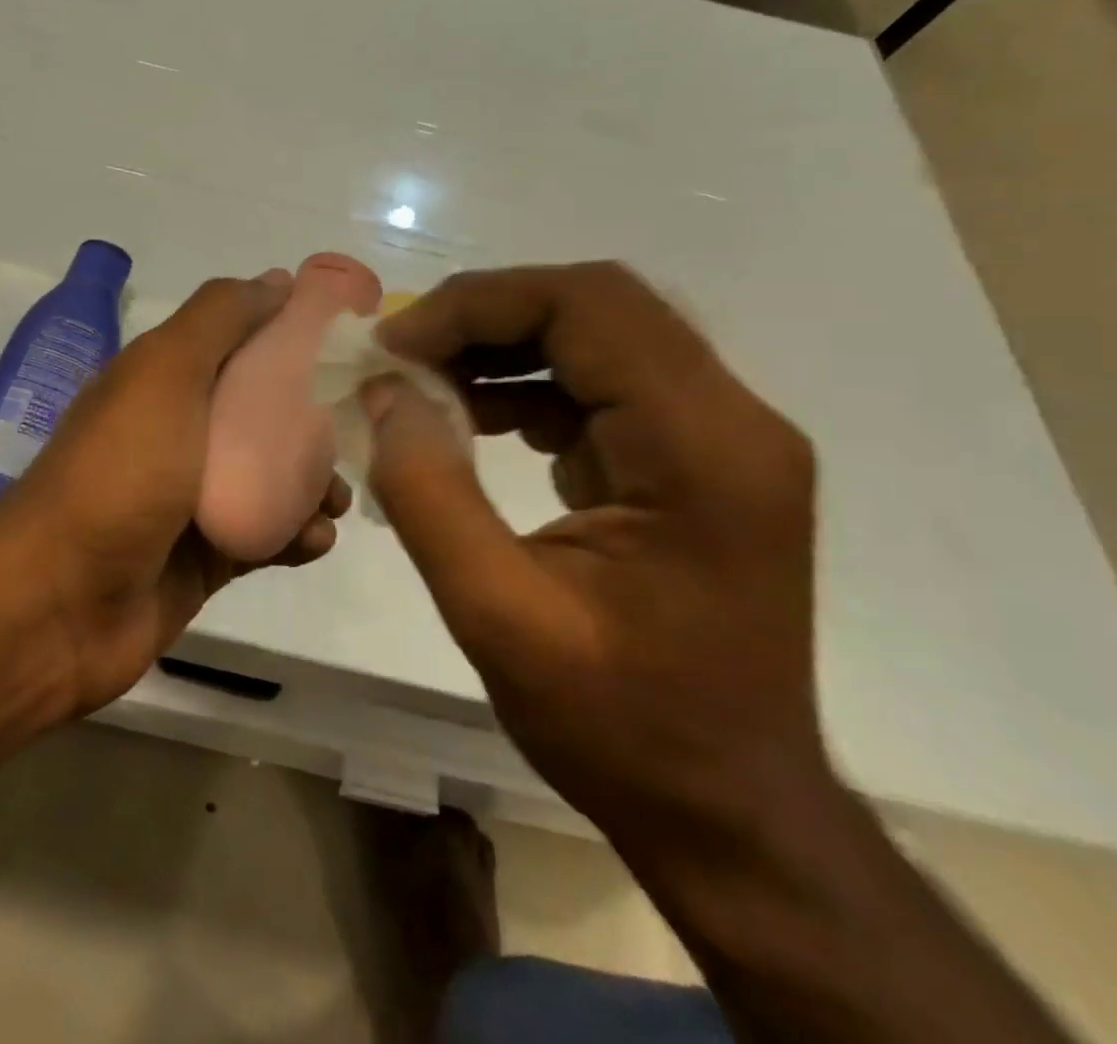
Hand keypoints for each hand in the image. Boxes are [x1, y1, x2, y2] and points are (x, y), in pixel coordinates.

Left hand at [0, 272, 350, 716]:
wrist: (61, 604)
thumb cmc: (119, 473)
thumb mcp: (164, 373)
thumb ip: (219, 319)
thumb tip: (279, 279)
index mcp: (164, 381)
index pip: (240, 343)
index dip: (291, 336)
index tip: (346, 342)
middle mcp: (179, 433)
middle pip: (264, 413)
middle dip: (314, 420)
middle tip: (353, 433)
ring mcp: (192, 498)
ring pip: (273, 478)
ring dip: (314, 484)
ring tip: (335, 501)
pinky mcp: (208, 558)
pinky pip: (267, 536)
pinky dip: (297, 536)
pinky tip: (313, 542)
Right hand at [364, 263, 826, 852]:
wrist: (731, 811)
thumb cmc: (624, 728)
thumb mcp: (498, 616)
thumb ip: (428, 492)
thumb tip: (384, 392)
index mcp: (703, 448)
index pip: (589, 306)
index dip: (478, 305)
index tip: (394, 345)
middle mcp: (731, 420)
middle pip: (598, 305)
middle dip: (485, 315)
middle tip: (402, 353)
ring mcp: (720, 437)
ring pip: (598, 335)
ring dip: (502, 344)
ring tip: (422, 381)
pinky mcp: (693, 458)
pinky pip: (602, 383)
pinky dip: (527, 383)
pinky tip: (470, 417)